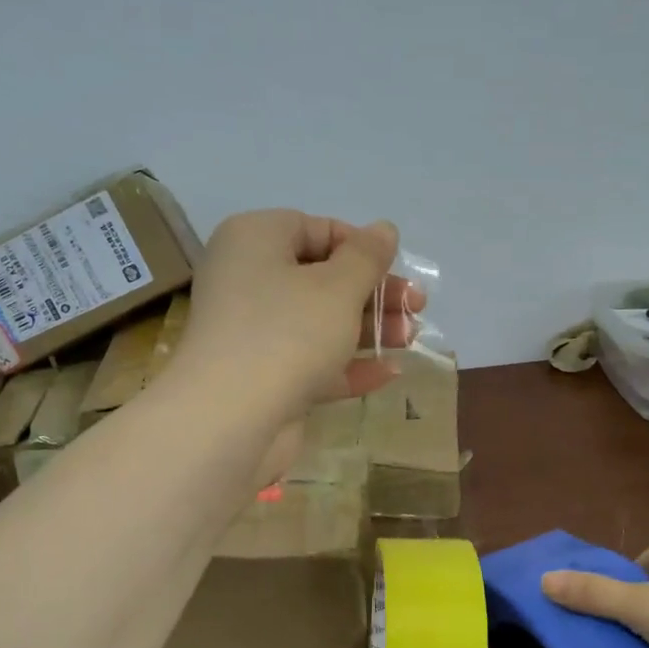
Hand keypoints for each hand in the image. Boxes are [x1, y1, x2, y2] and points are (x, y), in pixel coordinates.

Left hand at [177, 210, 424, 424]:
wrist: (230, 419)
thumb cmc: (287, 332)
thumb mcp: (338, 287)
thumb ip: (367, 257)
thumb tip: (384, 229)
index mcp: (255, 240)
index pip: (314, 229)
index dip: (360, 246)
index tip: (396, 268)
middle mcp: (248, 280)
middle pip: (321, 278)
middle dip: (373, 293)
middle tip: (417, 305)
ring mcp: (253, 333)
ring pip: (318, 322)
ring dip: (367, 329)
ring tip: (411, 339)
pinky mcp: (262, 377)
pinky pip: (310, 362)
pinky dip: (347, 365)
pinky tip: (389, 373)